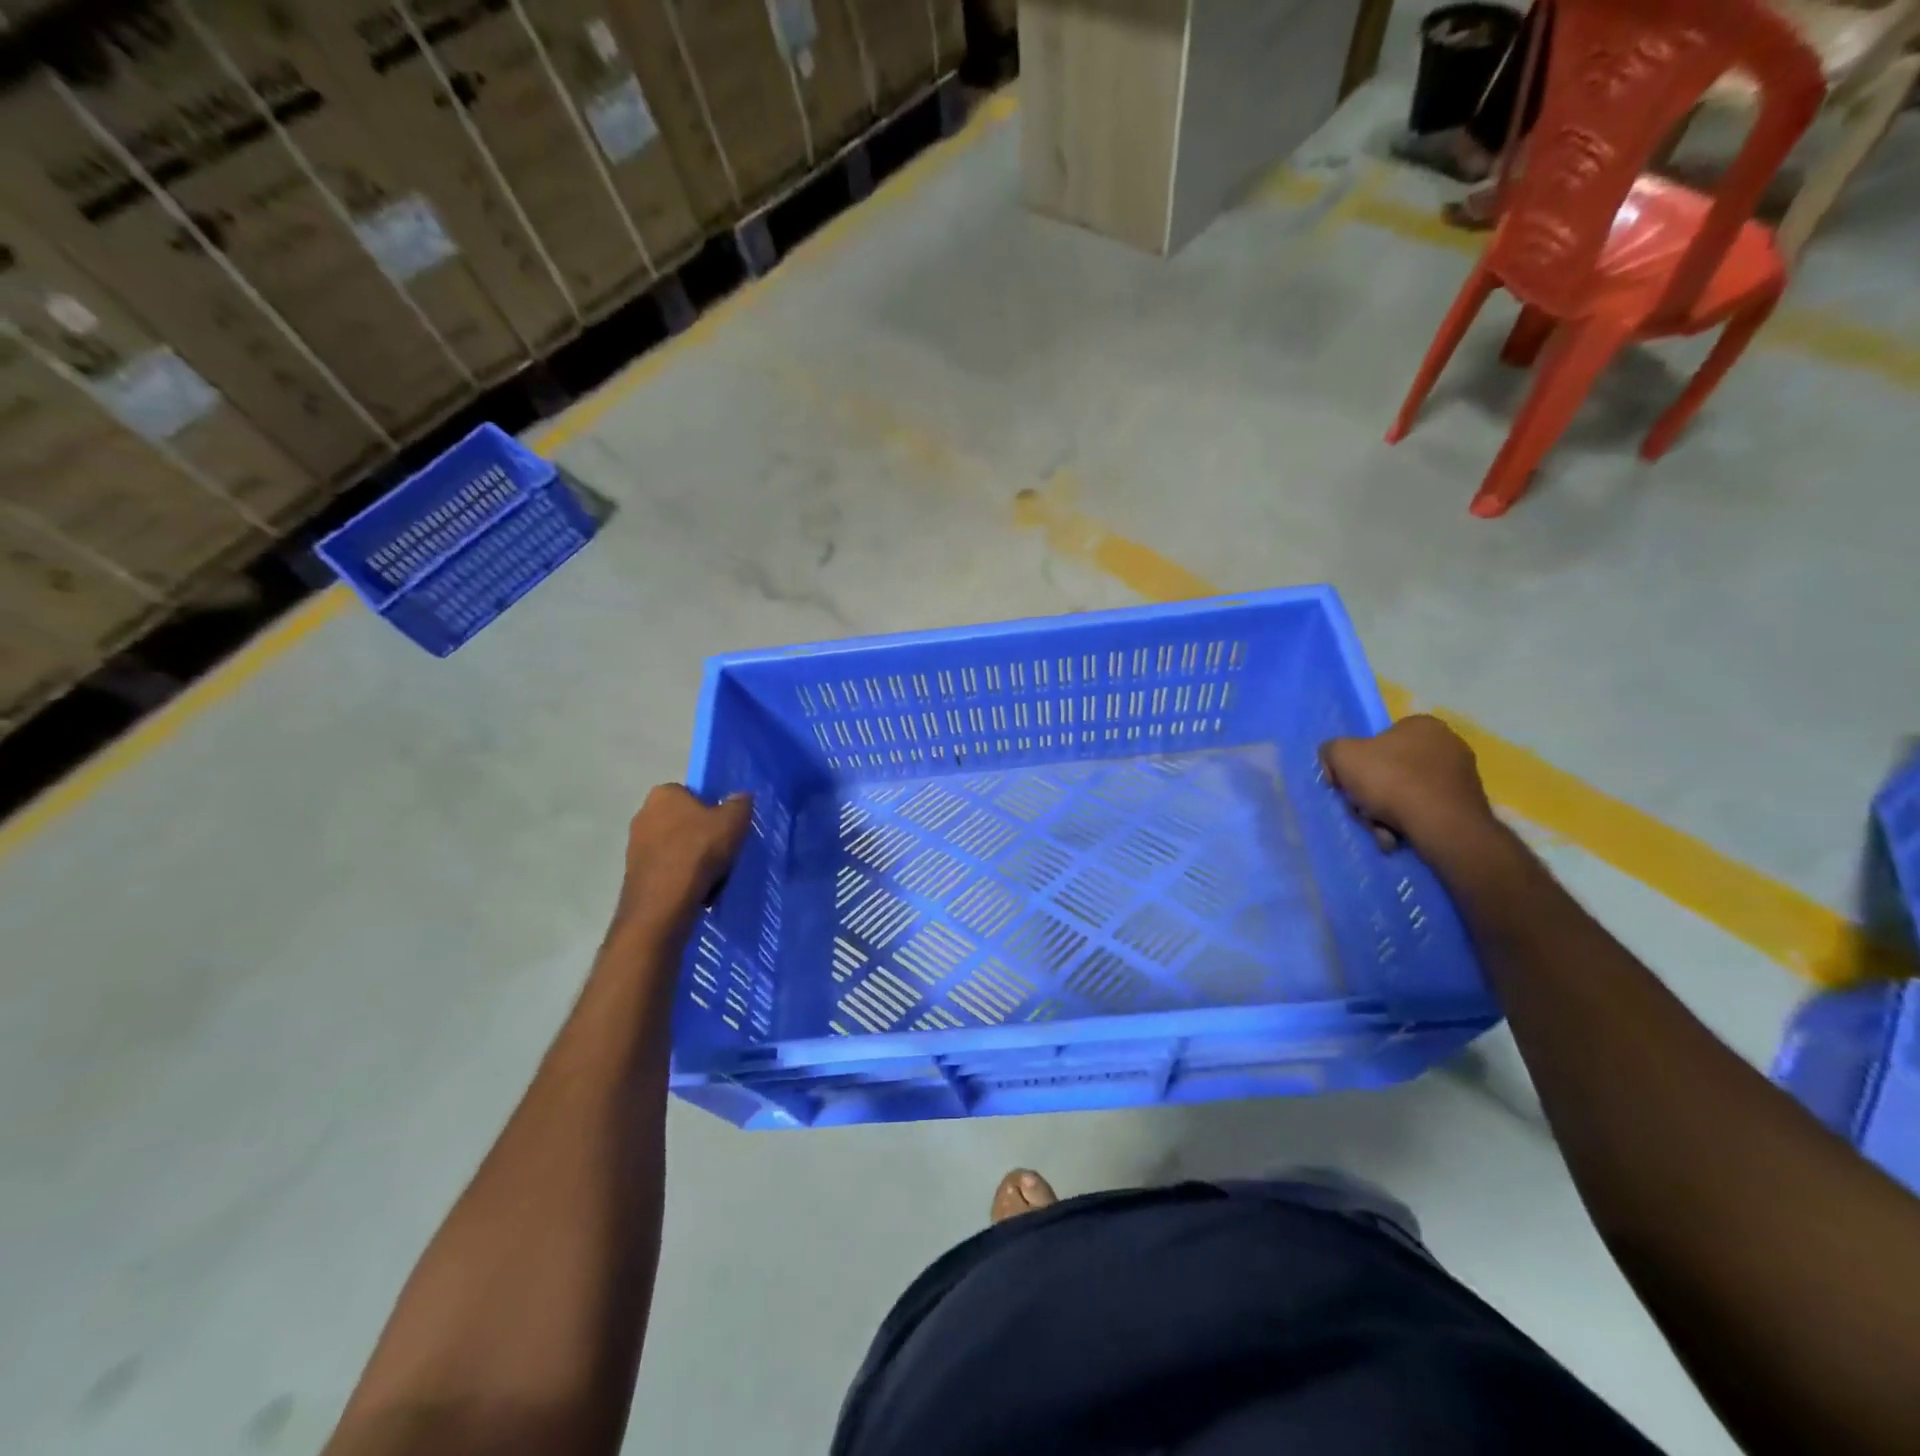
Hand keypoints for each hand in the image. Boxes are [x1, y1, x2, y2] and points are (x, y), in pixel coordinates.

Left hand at [614, 785, 753, 933]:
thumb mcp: (733, 821)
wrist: (664, 901)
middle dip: (700, 834)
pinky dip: (680, 876)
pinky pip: (665, 868)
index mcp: (664, 793)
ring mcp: (635, 845)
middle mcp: (643, 813)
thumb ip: (740, 803)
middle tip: (721, 850)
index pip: (693, 794)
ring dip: (690, 857)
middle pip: (683, 821)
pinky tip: (695, 889)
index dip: (712, 810)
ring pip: (674, 847)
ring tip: (711, 875)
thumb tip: (740, 797)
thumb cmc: (699, 850)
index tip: (725, 828)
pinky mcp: (633, 873)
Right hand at [1321, 715, 1496, 857]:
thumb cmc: (1391, 780)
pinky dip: (1408, 823)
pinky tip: (1397, 836)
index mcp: (1421, 725)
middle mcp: (1447, 744)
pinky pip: (1426, 809)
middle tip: (1362, 810)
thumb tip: (1336, 765)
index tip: (1347, 784)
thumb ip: (1331, 750)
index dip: (1356, 763)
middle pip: (1389, 769)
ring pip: (1405, 792)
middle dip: (1370, 794)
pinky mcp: (1467, 803)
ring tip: (1380, 830)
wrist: (1442, 826)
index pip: (1378, 739)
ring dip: (1385, 813)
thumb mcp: (1342, 755)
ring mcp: (1461, 775)